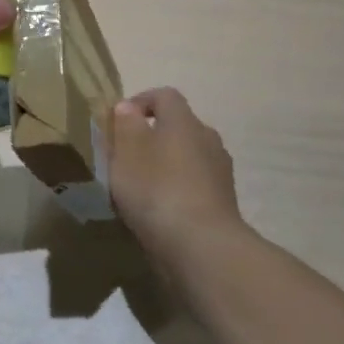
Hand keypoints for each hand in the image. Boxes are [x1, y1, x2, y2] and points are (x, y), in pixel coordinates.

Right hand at [109, 88, 245, 263]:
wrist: (203, 247)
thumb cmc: (157, 190)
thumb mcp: (126, 152)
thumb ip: (125, 125)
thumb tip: (128, 108)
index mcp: (184, 120)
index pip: (164, 95)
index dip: (140, 101)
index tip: (119, 121)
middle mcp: (207, 138)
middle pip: (178, 127)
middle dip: (153, 137)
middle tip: (127, 158)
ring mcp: (220, 172)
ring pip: (188, 158)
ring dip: (167, 166)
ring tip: (141, 189)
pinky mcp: (224, 203)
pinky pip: (196, 186)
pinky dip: (179, 192)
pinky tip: (160, 213)